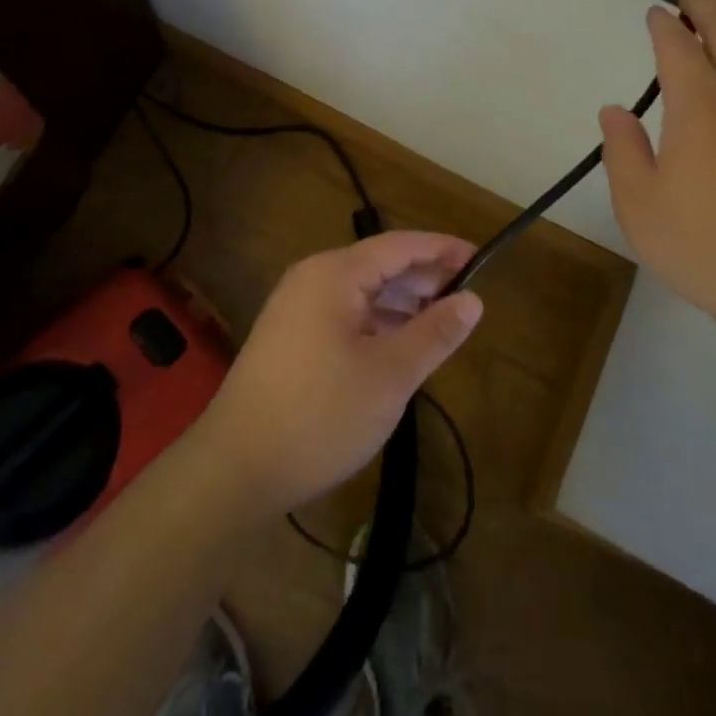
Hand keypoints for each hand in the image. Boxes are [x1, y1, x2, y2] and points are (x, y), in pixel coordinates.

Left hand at [193, 232, 483, 514]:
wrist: (235, 469)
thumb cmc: (320, 415)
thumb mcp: (390, 375)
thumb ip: (434, 333)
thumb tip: (473, 300)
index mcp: (334, 274)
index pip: (399, 245)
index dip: (441, 249)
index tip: (479, 256)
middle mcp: (312, 279)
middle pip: (379, 265)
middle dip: (423, 278)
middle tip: (466, 295)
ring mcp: (295, 309)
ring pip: (361, 293)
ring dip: (401, 303)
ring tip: (440, 321)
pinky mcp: (289, 338)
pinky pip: (344, 314)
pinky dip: (376, 323)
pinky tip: (398, 345)